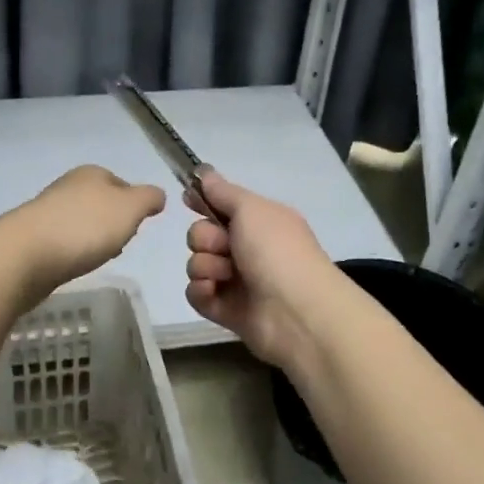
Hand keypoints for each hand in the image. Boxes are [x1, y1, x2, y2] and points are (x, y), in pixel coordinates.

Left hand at [12, 165, 164, 295]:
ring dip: (91, 238)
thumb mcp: (129, 208)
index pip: (121, 183)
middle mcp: (67, 187)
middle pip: (99, 202)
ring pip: (80, 222)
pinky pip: (63, 242)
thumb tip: (157, 195)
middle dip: (112, 222)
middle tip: (120, 243)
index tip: (138, 226)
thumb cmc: (85, 227)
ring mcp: (47, 212)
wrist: (26, 256)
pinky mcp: (32, 238)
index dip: (134, 204)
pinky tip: (75, 265)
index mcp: (91, 174)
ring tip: (97, 257)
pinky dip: (73, 251)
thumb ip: (148, 198)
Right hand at [185, 173, 339, 368]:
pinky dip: (201, 291)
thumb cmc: (277, 251)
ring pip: (197, 264)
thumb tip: (204, 172)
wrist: (295, 311)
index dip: (203, 202)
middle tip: (224, 246)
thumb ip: (223, 192)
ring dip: (205, 266)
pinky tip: (215, 292)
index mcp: (259, 222)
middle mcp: (247, 249)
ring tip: (227, 275)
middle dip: (205, 238)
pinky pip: (196, 293)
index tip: (187, 198)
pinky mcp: (225, 309)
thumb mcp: (252, 209)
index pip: (222, 206)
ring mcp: (236, 281)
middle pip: (202, 234)